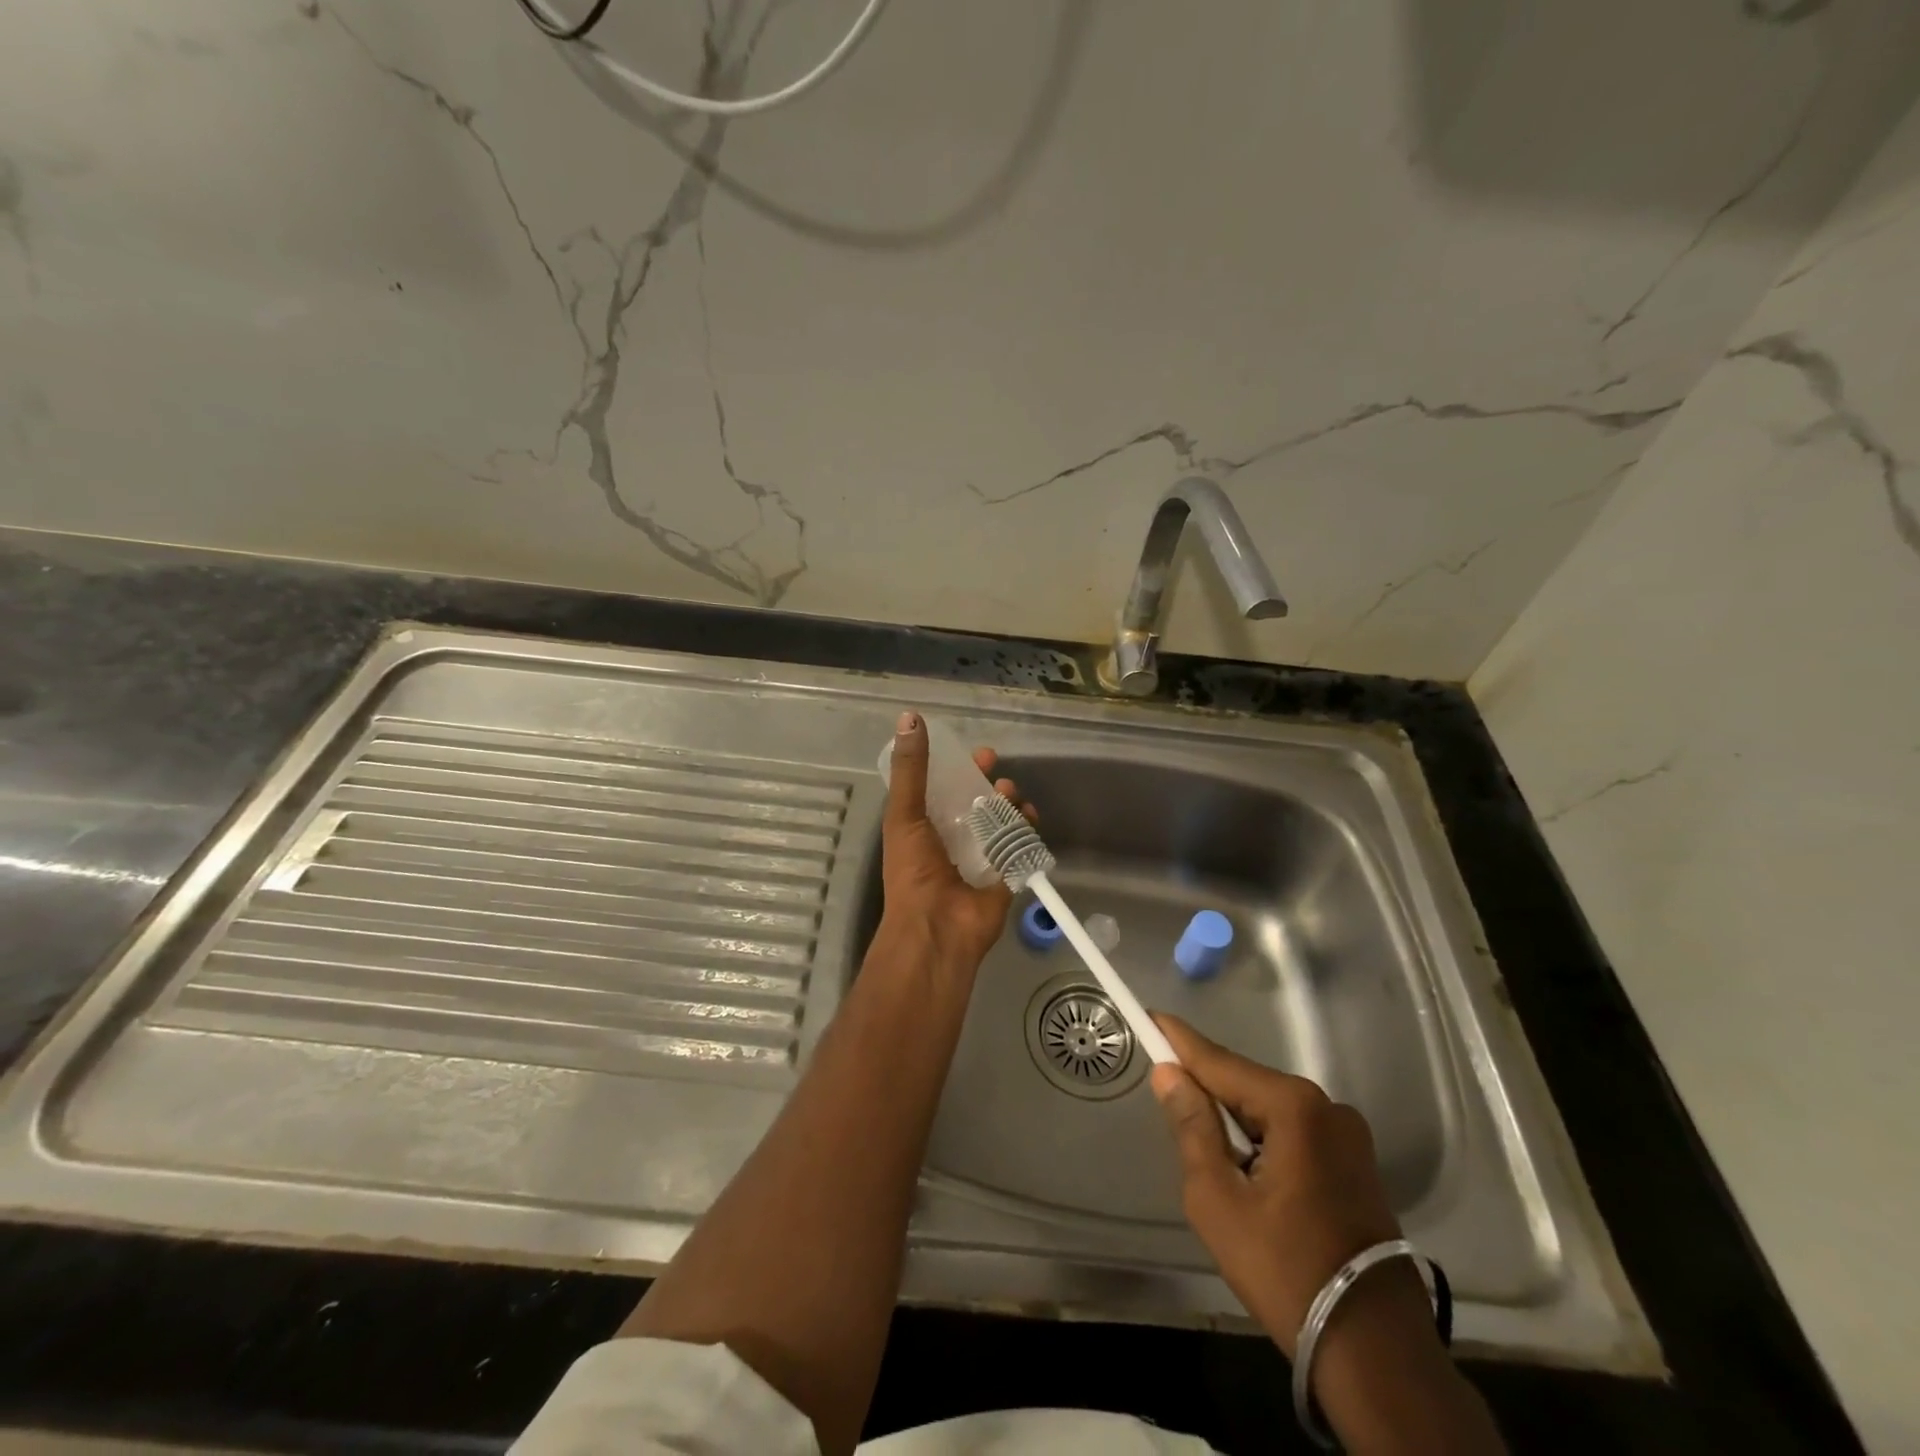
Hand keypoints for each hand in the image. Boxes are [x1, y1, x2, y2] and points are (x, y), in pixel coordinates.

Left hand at [878, 711, 1036, 972]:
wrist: (937, 927)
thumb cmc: (913, 869)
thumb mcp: (905, 813)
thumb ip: (911, 769)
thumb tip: (909, 717)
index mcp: (925, 826)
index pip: (944, 788)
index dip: (959, 769)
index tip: (975, 754)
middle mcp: (953, 838)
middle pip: (976, 801)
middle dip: (988, 782)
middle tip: (995, 771)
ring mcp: (981, 857)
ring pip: (1001, 819)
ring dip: (1008, 801)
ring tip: (1008, 795)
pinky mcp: (1006, 872)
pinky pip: (1021, 843)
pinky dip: (1028, 827)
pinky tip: (1029, 815)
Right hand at [1148, 1014, 1415, 1355]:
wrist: (1376, 1356)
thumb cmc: (1285, 1271)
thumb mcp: (1218, 1200)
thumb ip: (1192, 1127)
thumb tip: (1169, 1074)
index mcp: (1294, 1107)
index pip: (1219, 1061)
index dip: (1179, 1040)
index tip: (1149, 1015)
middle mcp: (1326, 1107)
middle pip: (1246, 1084)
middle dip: (1206, 1090)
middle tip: (1168, 1103)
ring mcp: (1348, 1135)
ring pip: (1269, 1110)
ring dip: (1234, 1121)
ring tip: (1207, 1154)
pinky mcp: (1356, 1164)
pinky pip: (1293, 1132)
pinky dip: (1262, 1140)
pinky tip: (1247, 1172)